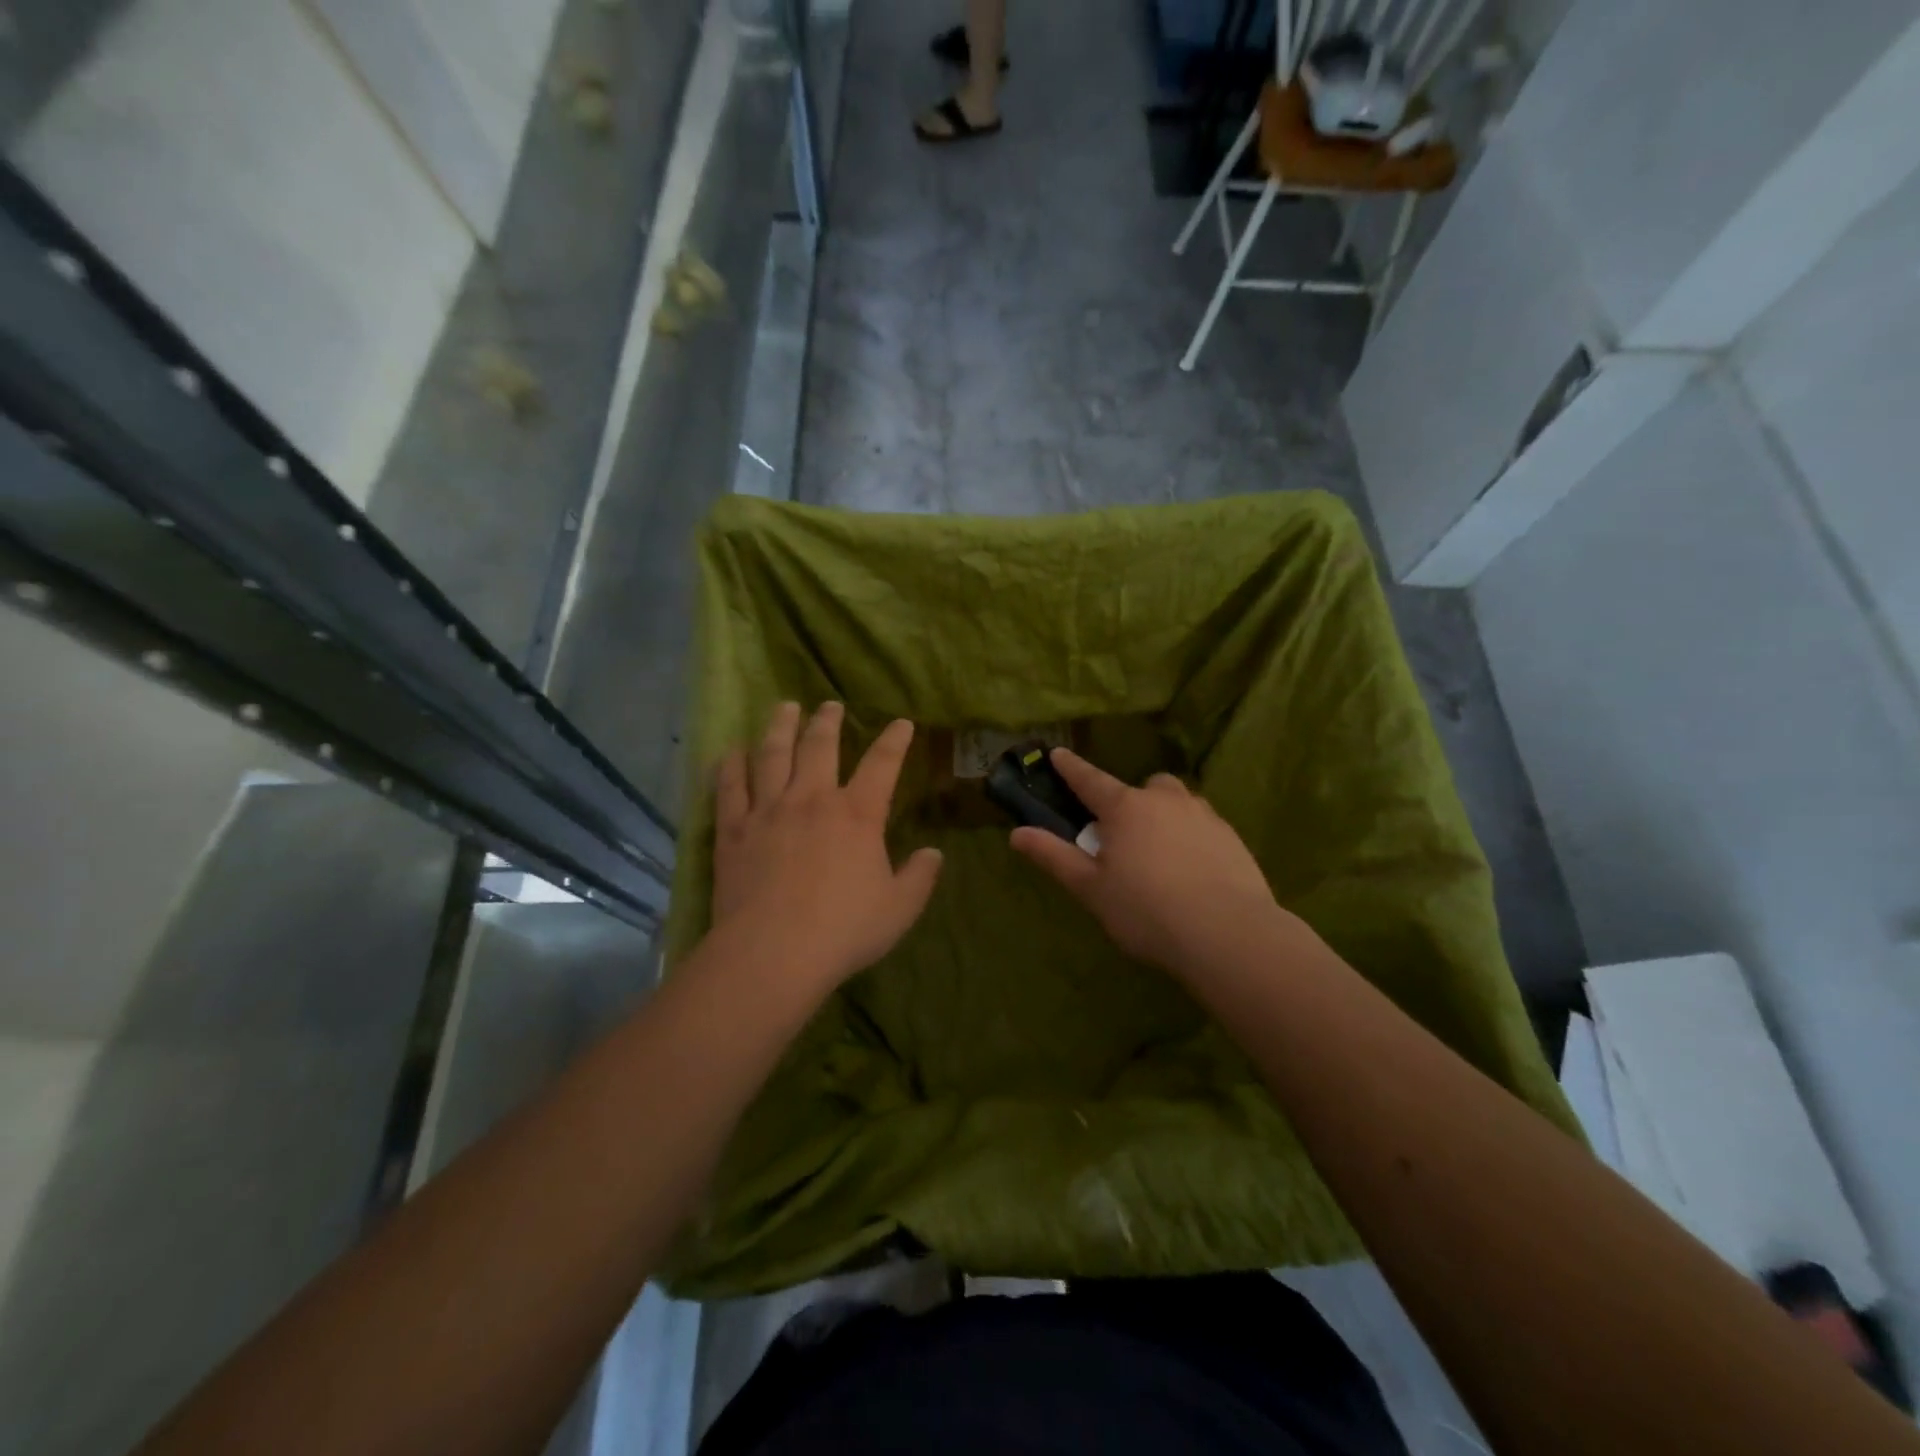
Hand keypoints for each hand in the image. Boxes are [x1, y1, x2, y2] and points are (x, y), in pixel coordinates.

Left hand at [711, 701, 942, 992]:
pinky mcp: (734, 831)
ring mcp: (768, 811)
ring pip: (772, 756)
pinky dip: (730, 766)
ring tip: (783, 708)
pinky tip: (731, 751)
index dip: (894, 740)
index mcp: (857, 814)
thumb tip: (934, 853)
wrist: (773, 952)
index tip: (901, 723)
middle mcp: (812, 800)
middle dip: (827, 721)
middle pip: (819, 747)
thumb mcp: (899, 909)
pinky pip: (730, 788)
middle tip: (828, 705)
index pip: (882, 764)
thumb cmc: (843, 930)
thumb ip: (920, 877)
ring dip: (779, 728)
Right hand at [1009, 749, 1280, 974]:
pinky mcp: (1233, 838)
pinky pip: (1203, 826)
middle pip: (1143, 788)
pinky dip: (1192, 838)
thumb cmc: (1146, 910)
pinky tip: (1193, 872)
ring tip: (1161, 855)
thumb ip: (1054, 857)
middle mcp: (1165, 800)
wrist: (1227, 933)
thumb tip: (1017, 833)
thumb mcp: (1090, 888)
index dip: (1071, 768)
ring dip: (1165, 816)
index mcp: (1125, 808)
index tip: (1058, 753)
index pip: (1090, 780)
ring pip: (1178, 803)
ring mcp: (1204, 816)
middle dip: (1131, 801)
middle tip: (1125, 836)